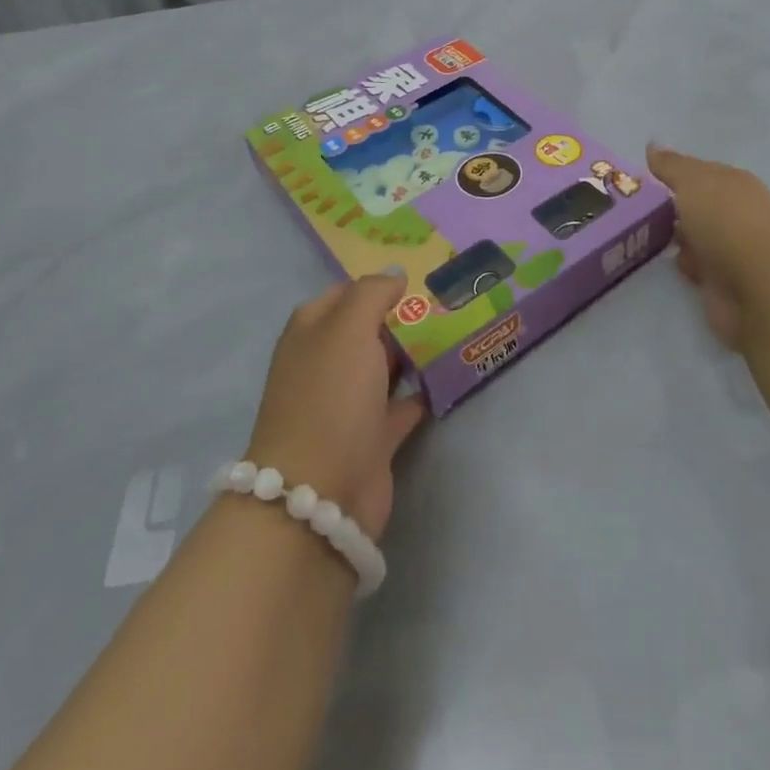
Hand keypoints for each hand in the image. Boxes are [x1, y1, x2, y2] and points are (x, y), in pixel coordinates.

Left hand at [246, 273, 427, 541]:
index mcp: (312, 332)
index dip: (378, 283)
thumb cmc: (330, 397)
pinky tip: (451, 375)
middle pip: (367, 329)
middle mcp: (326, 363)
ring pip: (385, 366)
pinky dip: (423, 391)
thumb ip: (372, 293)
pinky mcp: (372, 438)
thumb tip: (395, 275)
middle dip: (402, 315)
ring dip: (415, 351)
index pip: (345, 293)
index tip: (420, 276)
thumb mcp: (348, 328)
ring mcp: (348, 403)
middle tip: (448, 300)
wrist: (320, 494)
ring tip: (457, 329)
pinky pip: (402, 404)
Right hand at [647, 144, 769, 350]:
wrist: (758, 288)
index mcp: (734, 183)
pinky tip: (668, 261)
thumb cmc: (726, 222)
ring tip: (643, 234)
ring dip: (676, 236)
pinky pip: (697, 265)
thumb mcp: (693, 182)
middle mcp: (735, 212)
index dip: (672, 173)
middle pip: (697, 204)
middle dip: (671, 206)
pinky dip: (685, 263)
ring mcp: (732, 248)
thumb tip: (653, 145)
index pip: (699, 172)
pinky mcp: (725, 280)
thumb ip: (671, 166)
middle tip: (635, 207)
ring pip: (695, 235)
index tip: (642, 179)